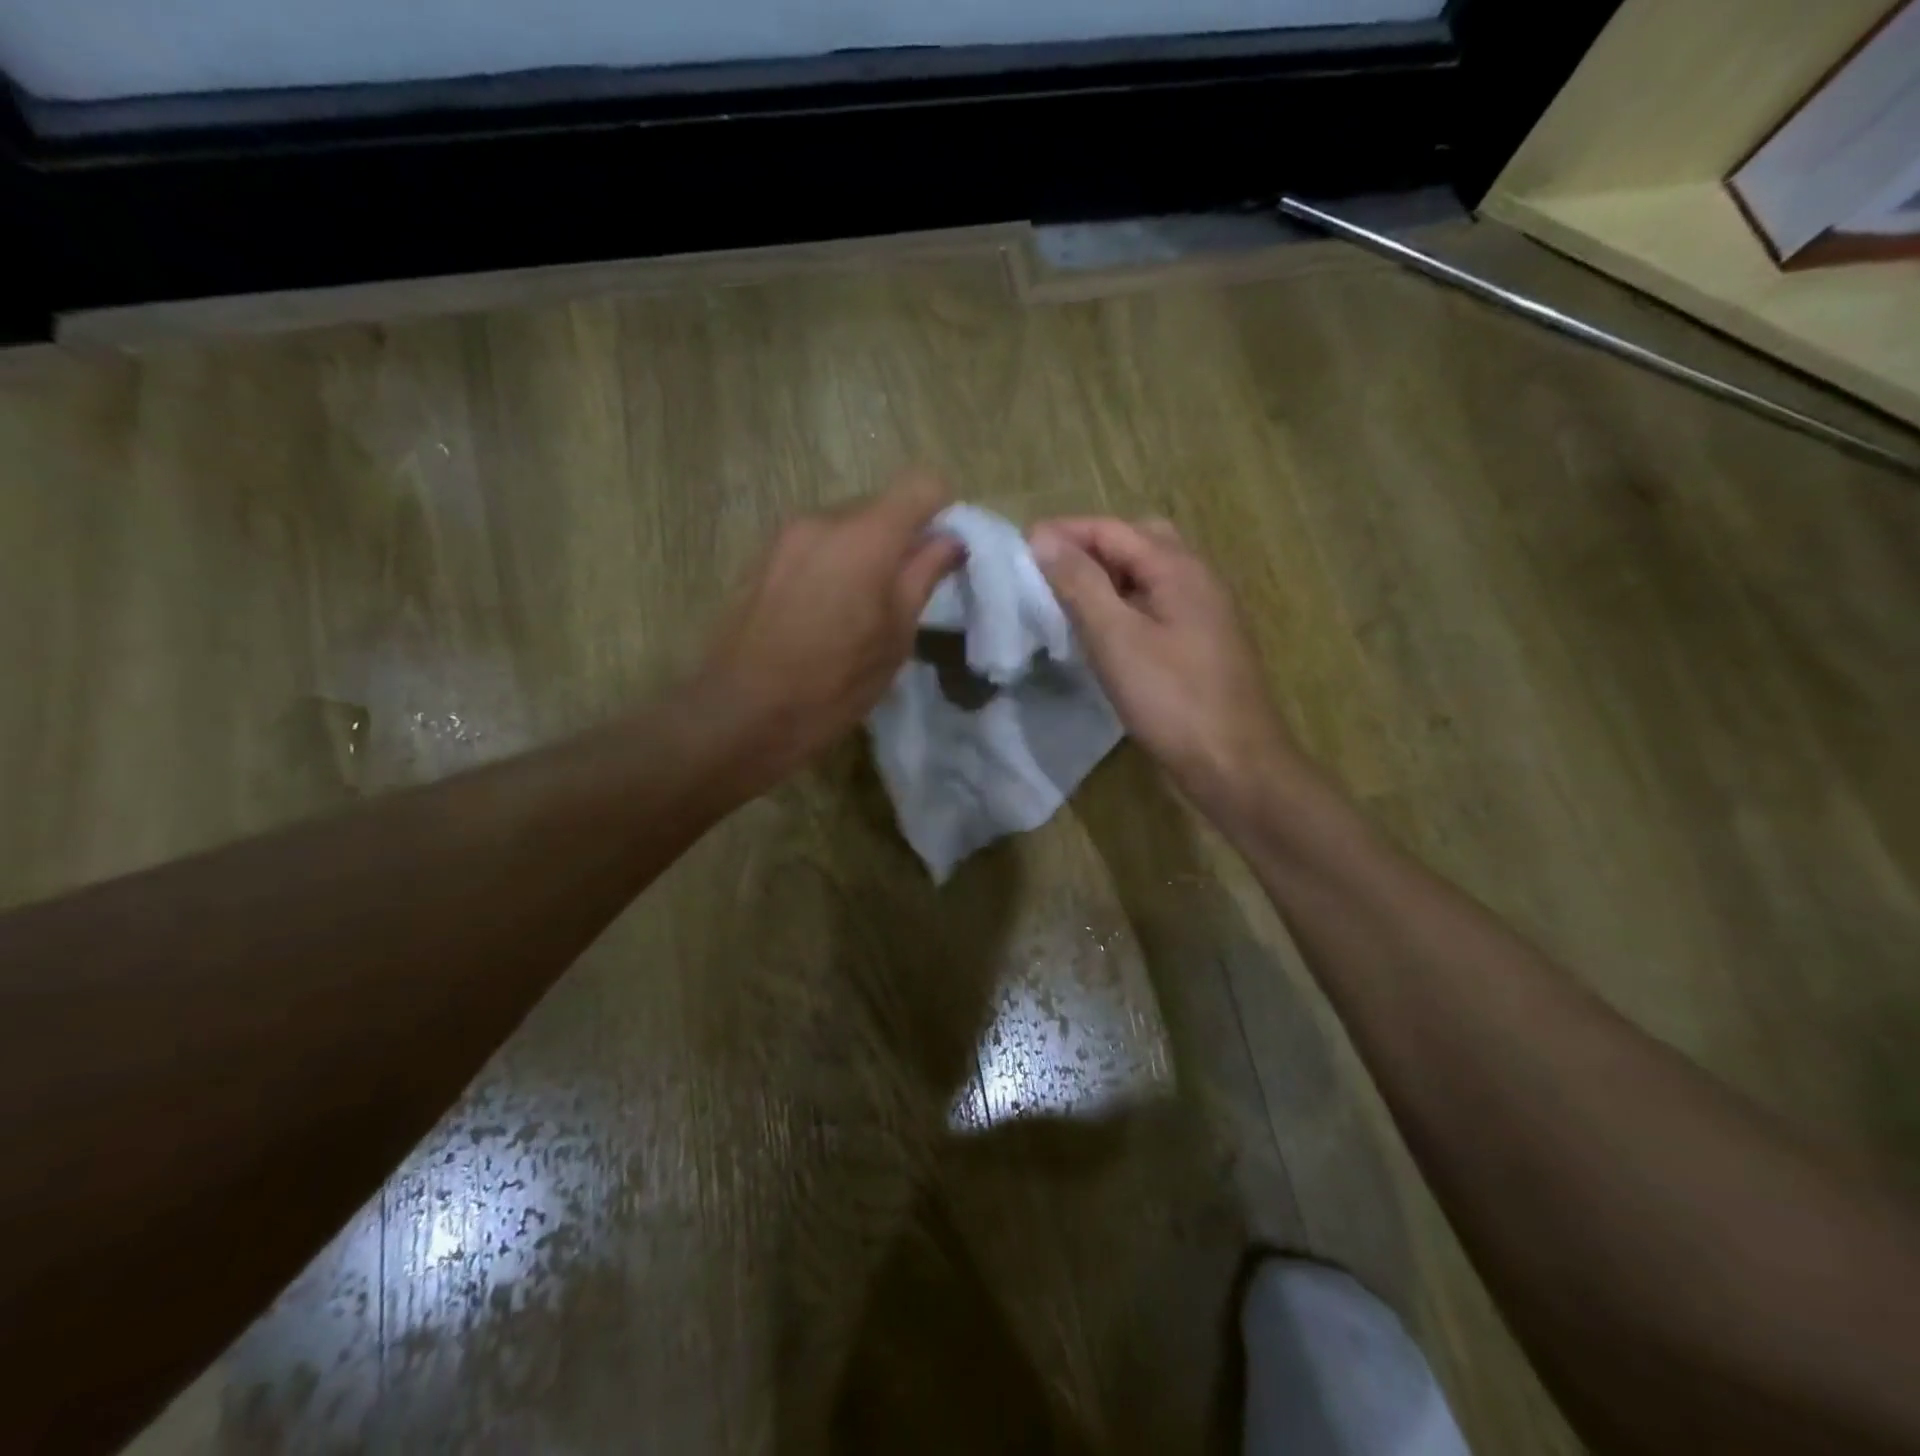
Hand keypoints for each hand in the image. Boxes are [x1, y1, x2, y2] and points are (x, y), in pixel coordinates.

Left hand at [696, 473, 962, 789]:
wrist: (742, 712)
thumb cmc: (833, 684)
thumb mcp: (895, 637)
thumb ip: (923, 576)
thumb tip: (950, 541)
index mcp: (866, 536)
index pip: (921, 484)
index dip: (942, 511)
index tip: (943, 554)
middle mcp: (823, 519)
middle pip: (880, 505)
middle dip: (901, 538)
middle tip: (905, 593)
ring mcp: (786, 535)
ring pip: (845, 526)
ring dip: (865, 552)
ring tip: (861, 609)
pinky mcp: (762, 556)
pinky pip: (815, 544)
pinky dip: (833, 563)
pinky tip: (825, 612)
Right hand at [1030, 517, 1296, 815]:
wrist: (1233, 763)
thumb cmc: (1171, 699)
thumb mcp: (1116, 638)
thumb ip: (1080, 584)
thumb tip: (1044, 539)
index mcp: (1178, 568)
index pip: (1112, 529)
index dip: (1064, 532)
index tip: (1020, 548)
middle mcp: (1197, 578)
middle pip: (1137, 541)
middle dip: (1090, 548)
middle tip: (1048, 571)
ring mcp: (1204, 612)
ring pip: (1148, 575)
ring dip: (1106, 577)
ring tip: (1066, 598)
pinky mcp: (1201, 643)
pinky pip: (1156, 605)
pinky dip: (1124, 604)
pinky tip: (1102, 631)